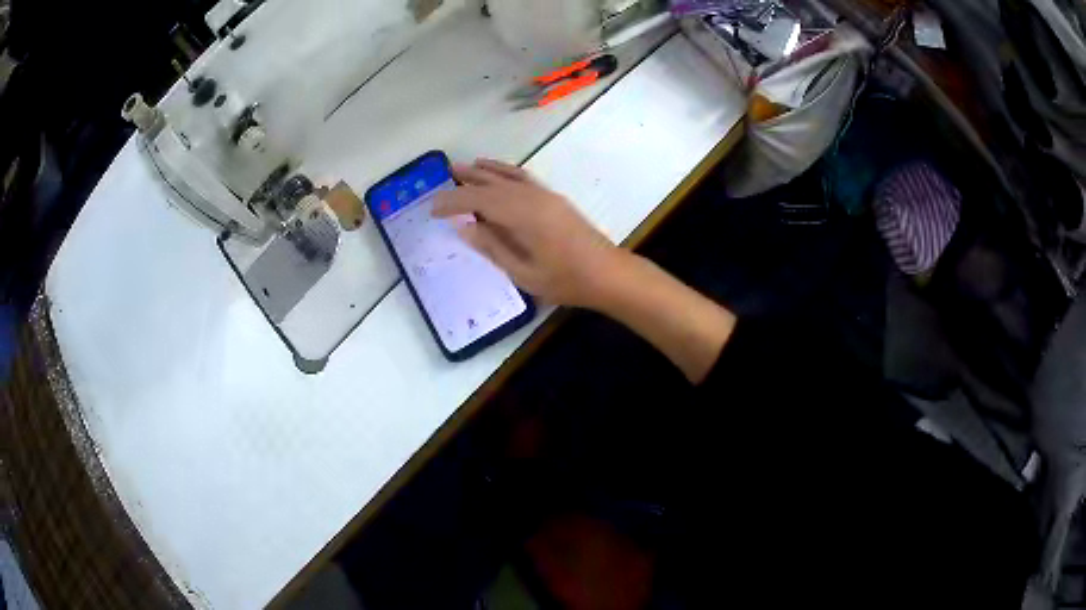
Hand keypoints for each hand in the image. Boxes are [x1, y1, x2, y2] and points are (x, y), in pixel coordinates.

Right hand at [432, 159, 627, 308]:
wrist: (607, 273)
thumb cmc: (565, 280)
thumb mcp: (523, 272)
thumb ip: (493, 247)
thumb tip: (465, 226)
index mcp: (521, 215)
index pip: (478, 201)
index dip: (453, 202)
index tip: (433, 209)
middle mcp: (531, 197)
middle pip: (491, 183)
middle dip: (465, 180)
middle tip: (441, 177)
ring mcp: (544, 195)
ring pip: (507, 176)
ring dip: (484, 170)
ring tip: (463, 167)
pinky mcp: (553, 198)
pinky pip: (523, 178)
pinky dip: (506, 172)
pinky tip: (498, 173)